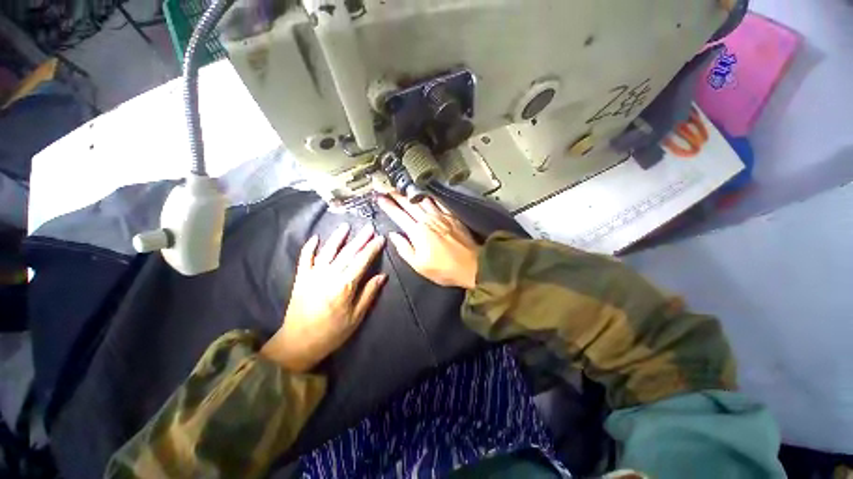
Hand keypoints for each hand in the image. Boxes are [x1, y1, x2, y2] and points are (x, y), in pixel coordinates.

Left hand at [261, 224, 385, 372]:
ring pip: (328, 251)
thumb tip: (382, 276)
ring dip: (337, 237)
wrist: (298, 343)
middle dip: (360, 239)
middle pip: (348, 252)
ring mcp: (313, 275)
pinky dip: (309, 247)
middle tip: (369, 227)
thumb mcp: (356, 317)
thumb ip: (369, 293)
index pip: (362, 261)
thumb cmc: (332, 332)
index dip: (372, 248)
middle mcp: (329, 275)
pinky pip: (304, 258)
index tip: (381, 238)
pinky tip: (315, 238)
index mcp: (345, 285)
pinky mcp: (301, 278)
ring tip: (346, 226)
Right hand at [378, 193, 478, 288]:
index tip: (379, 197)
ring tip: (402, 188)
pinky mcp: (451, 216)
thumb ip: (405, 248)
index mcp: (418, 232)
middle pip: (409, 204)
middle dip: (396, 194)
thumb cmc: (444, 269)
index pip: (398, 215)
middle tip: (386, 187)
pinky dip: (429, 197)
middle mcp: (428, 220)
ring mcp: (441, 216)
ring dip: (411, 193)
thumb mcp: (419, 265)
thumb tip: (393, 235)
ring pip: (422, 200)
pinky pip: (438, 202)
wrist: (472, 265)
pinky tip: (425, 194)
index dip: (387, 205)